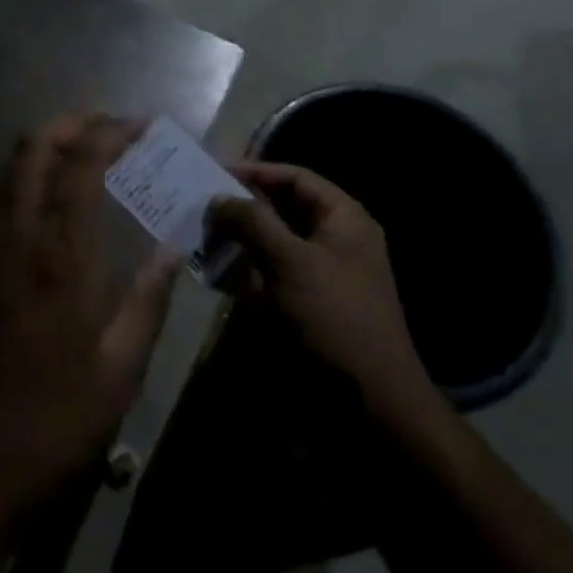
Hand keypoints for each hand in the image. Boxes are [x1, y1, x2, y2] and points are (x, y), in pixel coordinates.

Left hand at [0, 116, 181, 543]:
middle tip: (108, 127)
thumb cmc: (47, 426)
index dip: (112, 131)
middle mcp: (12, 236)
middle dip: (72, 122)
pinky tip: (42, 206)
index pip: (81, 161)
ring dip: (41, 145)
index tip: (141, 126)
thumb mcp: (119, 373)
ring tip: (78, 153)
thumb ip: (149, 300)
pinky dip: (18, 179)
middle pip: (32, 146)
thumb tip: (173, 249)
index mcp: (59, 255)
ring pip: (3, 167)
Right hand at [210, 162, 429, 410]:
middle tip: (202, 206)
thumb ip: (253, 222)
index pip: (296, 178)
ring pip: (273, 243)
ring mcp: (321, 274)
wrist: (370, 401)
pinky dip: (246, 271)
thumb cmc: (334, 317)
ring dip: (240, 240)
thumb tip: (218, 198)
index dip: (257, 172)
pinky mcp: (307, 305)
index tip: (215, 173)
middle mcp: (334, 239)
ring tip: (202, 237)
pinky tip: (215, 273)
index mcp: (343, 218)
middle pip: (283, 209)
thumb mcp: (291, 261)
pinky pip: (272, 276)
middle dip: (243, 208)